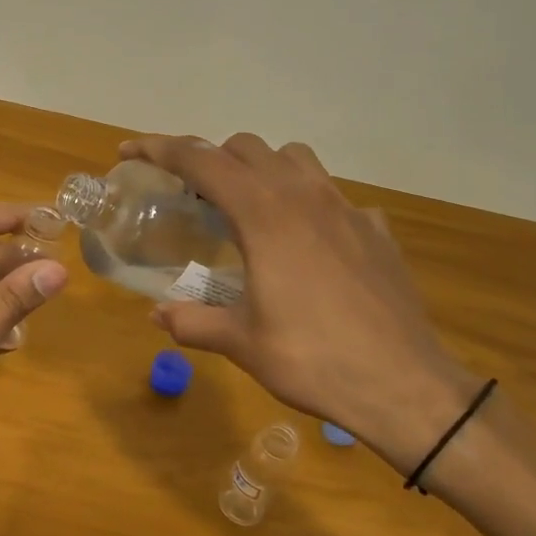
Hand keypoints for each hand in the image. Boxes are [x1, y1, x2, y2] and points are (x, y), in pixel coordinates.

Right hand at [121, 134, 480, 468]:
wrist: (406, 387)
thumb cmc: (313, 359)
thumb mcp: (241, 343)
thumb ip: (192, 322)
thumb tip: (158, 316)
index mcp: (264, 215)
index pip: (201, 160)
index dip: (159, 148)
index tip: (130, 151)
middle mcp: (304, 197)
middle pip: (246, 148)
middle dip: (210, 158)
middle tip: (190, 195)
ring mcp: (347, 209)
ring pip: (295, 158)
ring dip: (261, 168)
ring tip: (247, 207)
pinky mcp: (376, 230)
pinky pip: (333, 196)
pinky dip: (307, 202)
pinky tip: (306, 243)